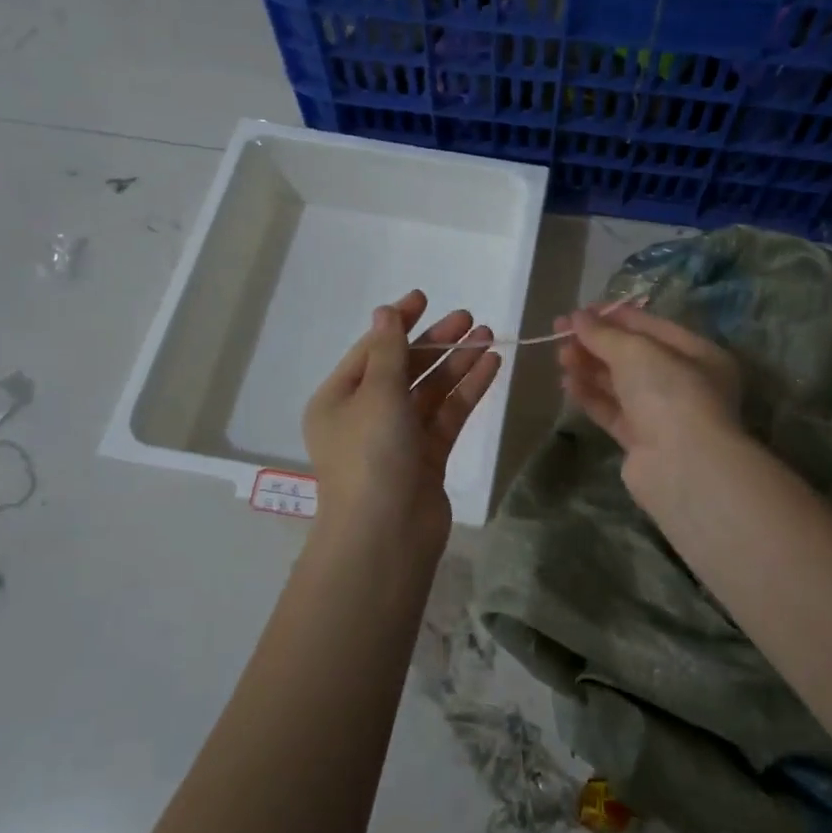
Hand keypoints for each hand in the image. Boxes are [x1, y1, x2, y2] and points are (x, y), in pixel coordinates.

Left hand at [303, 289, 500, 563]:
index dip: (398, 322)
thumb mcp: (376, 394)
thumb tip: (385, 312)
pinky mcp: (427, 457)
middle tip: (469, 319)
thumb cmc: (371, 455)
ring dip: (458, 363)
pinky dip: (467, 391)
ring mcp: (398, 437)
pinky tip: (491, 366)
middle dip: (436, 342)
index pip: (372, 349)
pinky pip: (448, 414)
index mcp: (339, 399)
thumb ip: (388, 350)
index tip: (425, 298)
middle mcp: (366, 415)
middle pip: (405, 368)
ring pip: (431, 391)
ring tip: (489, 336)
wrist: (386, 535)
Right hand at [557, 303, 743, 504]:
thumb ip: (604, 334)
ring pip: (620, 384)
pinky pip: (613, 411)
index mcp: (697, 353)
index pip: (650, 327)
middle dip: (596, 343)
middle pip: (633, 356)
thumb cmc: (669, 393)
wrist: (682, 466)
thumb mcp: (636, 352)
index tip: (578, 312)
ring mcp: (663, 414)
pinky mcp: (642, 441)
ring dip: (590, 368)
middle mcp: (684, 383)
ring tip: (560, 357)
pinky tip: (567, 384)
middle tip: (559, 334)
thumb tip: (577, 318)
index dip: (613, 316)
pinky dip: (591, 396)